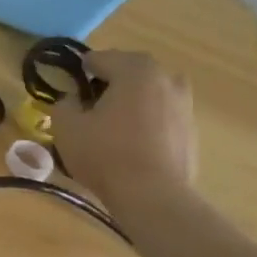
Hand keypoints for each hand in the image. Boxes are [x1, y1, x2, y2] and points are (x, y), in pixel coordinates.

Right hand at [49, 49, 198, 219]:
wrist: (153, 197)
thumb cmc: (105, 154)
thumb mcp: (66, 126)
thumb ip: (63, 103)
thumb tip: (73, 100)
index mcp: (135, 69)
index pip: (99, 59)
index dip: (80, 72)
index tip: (69, 90)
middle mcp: (166, 78)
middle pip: (129, 72)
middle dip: (109, 84)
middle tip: (89, 107)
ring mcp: (184, 105)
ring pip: (148, 94)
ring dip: (131, 102)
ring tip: (112, 126)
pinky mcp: (192, 131)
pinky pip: (162, 117)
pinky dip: (147, 122)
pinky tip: (131, 145)